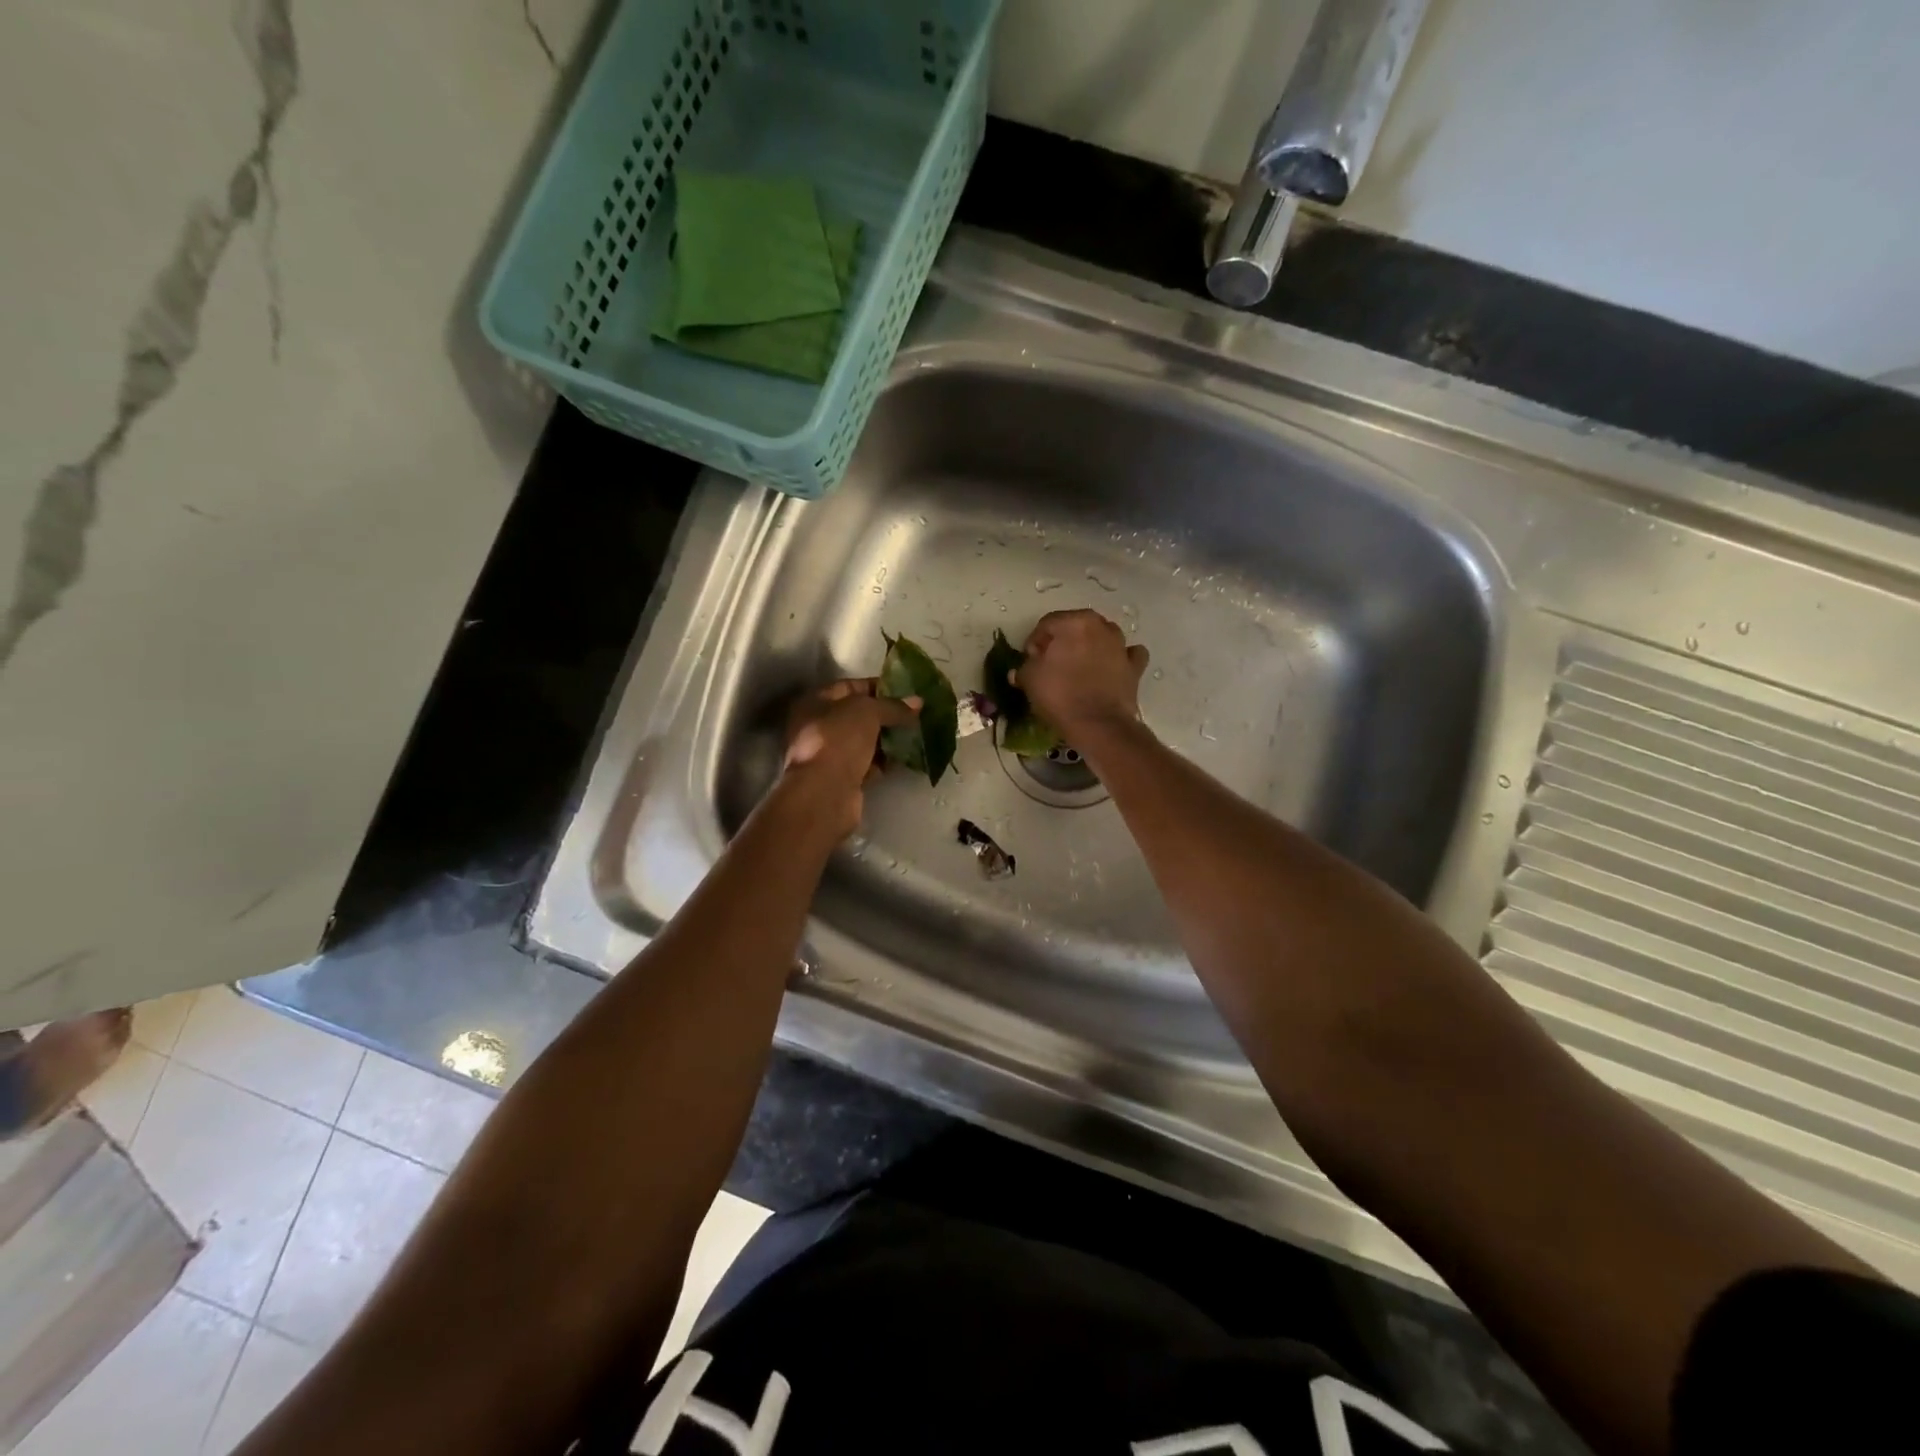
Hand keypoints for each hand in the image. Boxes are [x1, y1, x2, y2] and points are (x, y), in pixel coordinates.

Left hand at [783, 679, 919, 838]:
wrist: (824, 793)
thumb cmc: (838, 740)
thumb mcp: (868, 711)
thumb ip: (893, 706)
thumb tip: (918, 703)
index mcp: (816, 702)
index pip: (851, 686)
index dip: (879, 686)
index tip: (906, 691)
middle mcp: (818, 726)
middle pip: (858, 715)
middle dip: (887, 715)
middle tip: (915, 714)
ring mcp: (829, 754)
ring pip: (864, 741)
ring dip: (888, 739)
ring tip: (916, 734)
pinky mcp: (842, 779)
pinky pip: (868, 764)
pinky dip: (885, 761)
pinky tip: (906, 758)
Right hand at [1015, 609, 1149, 744]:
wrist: (1098, 724)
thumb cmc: (1060, 695)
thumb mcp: (1030, 679)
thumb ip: (1025, 667)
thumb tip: (1023, 668)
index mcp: (1074, 622)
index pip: (1046, 624)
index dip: (1034, 642)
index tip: (1029, 660)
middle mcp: (1101, 626)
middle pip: (1075, 627)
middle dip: (1062, 642)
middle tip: (1050, 664)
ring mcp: (1121, 645)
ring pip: (1102, 637)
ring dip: (1090, 647)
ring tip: (1078, 669)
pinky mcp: (1135, 666)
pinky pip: (1126, 655)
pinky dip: (1118, 659)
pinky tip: (1110, 669)